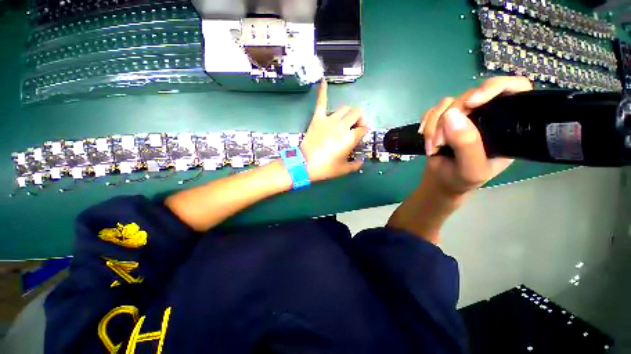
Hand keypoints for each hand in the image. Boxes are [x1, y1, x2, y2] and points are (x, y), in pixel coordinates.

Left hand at [300, 80, 369, 181]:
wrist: (305, 165)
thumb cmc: (325, 168)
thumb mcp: (343, 169)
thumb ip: (356, 165)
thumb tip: (362, 162)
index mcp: (350, 138)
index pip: (363, 129)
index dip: (364, 132)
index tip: (360, 138)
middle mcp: (342, 125)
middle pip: (357, 113)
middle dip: (359, 119)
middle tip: (354, 128)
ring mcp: (329, 120)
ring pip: (344, 108)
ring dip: (348, 113)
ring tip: (345, 120)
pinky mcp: (317, 118)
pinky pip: (321, 102)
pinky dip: (323, 91)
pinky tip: (324, 80)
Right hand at [419, 76, 532, 195]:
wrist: (440, 182)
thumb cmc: (462, 180)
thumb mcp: (471, 169)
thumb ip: (467, 145)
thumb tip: (452, 115)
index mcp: (505, 125)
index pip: (514, 89)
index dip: (494, 87)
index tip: (471, 103)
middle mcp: (485, 115)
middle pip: (469, 96)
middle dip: (448, 119)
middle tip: (439, 142)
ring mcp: (463, 116)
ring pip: (446, 104)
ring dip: (433, 125)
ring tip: (432, 147)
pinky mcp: (444, 120)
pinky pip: (432, 111)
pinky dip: (426, 123)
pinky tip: (425, 138)